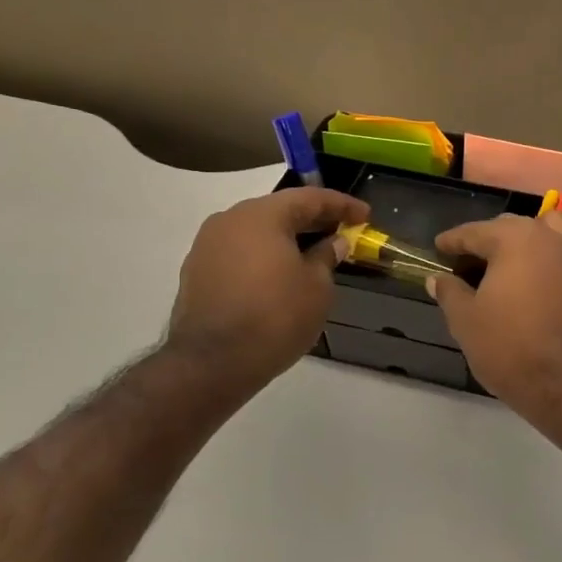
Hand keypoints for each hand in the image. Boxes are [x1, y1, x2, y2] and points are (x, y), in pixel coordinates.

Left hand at [167, 187, 368, 391]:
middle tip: (342, 230)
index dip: (341, 205)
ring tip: (313, 253)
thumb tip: (334, 242)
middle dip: (312, 219)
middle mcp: (229, 220)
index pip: (309, 198)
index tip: (365, 215)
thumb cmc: (275, 316)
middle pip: (279, 211)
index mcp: (261, 215)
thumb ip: (327, 257)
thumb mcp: (317, 287)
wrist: (212, 363)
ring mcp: (207, 246)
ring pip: (256, 232)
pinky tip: (282, 274)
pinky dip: (264, 256)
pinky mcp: (197, 272)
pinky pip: (240, 252)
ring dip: (286, 238)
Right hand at [428, 213, 561, 422]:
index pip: (475, 232)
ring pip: (545, 235)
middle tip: (467, 264)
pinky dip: (545, 263)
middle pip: (512, 228)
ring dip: (523, 245)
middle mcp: (550, 237)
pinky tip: (531, 286)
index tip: (438, 248)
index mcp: (515, 239)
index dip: (453, 241)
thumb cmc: (509, 345)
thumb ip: (450, 292)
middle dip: (488, 241)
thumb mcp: (466, 320)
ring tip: (504, 269)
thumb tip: (438, 278)